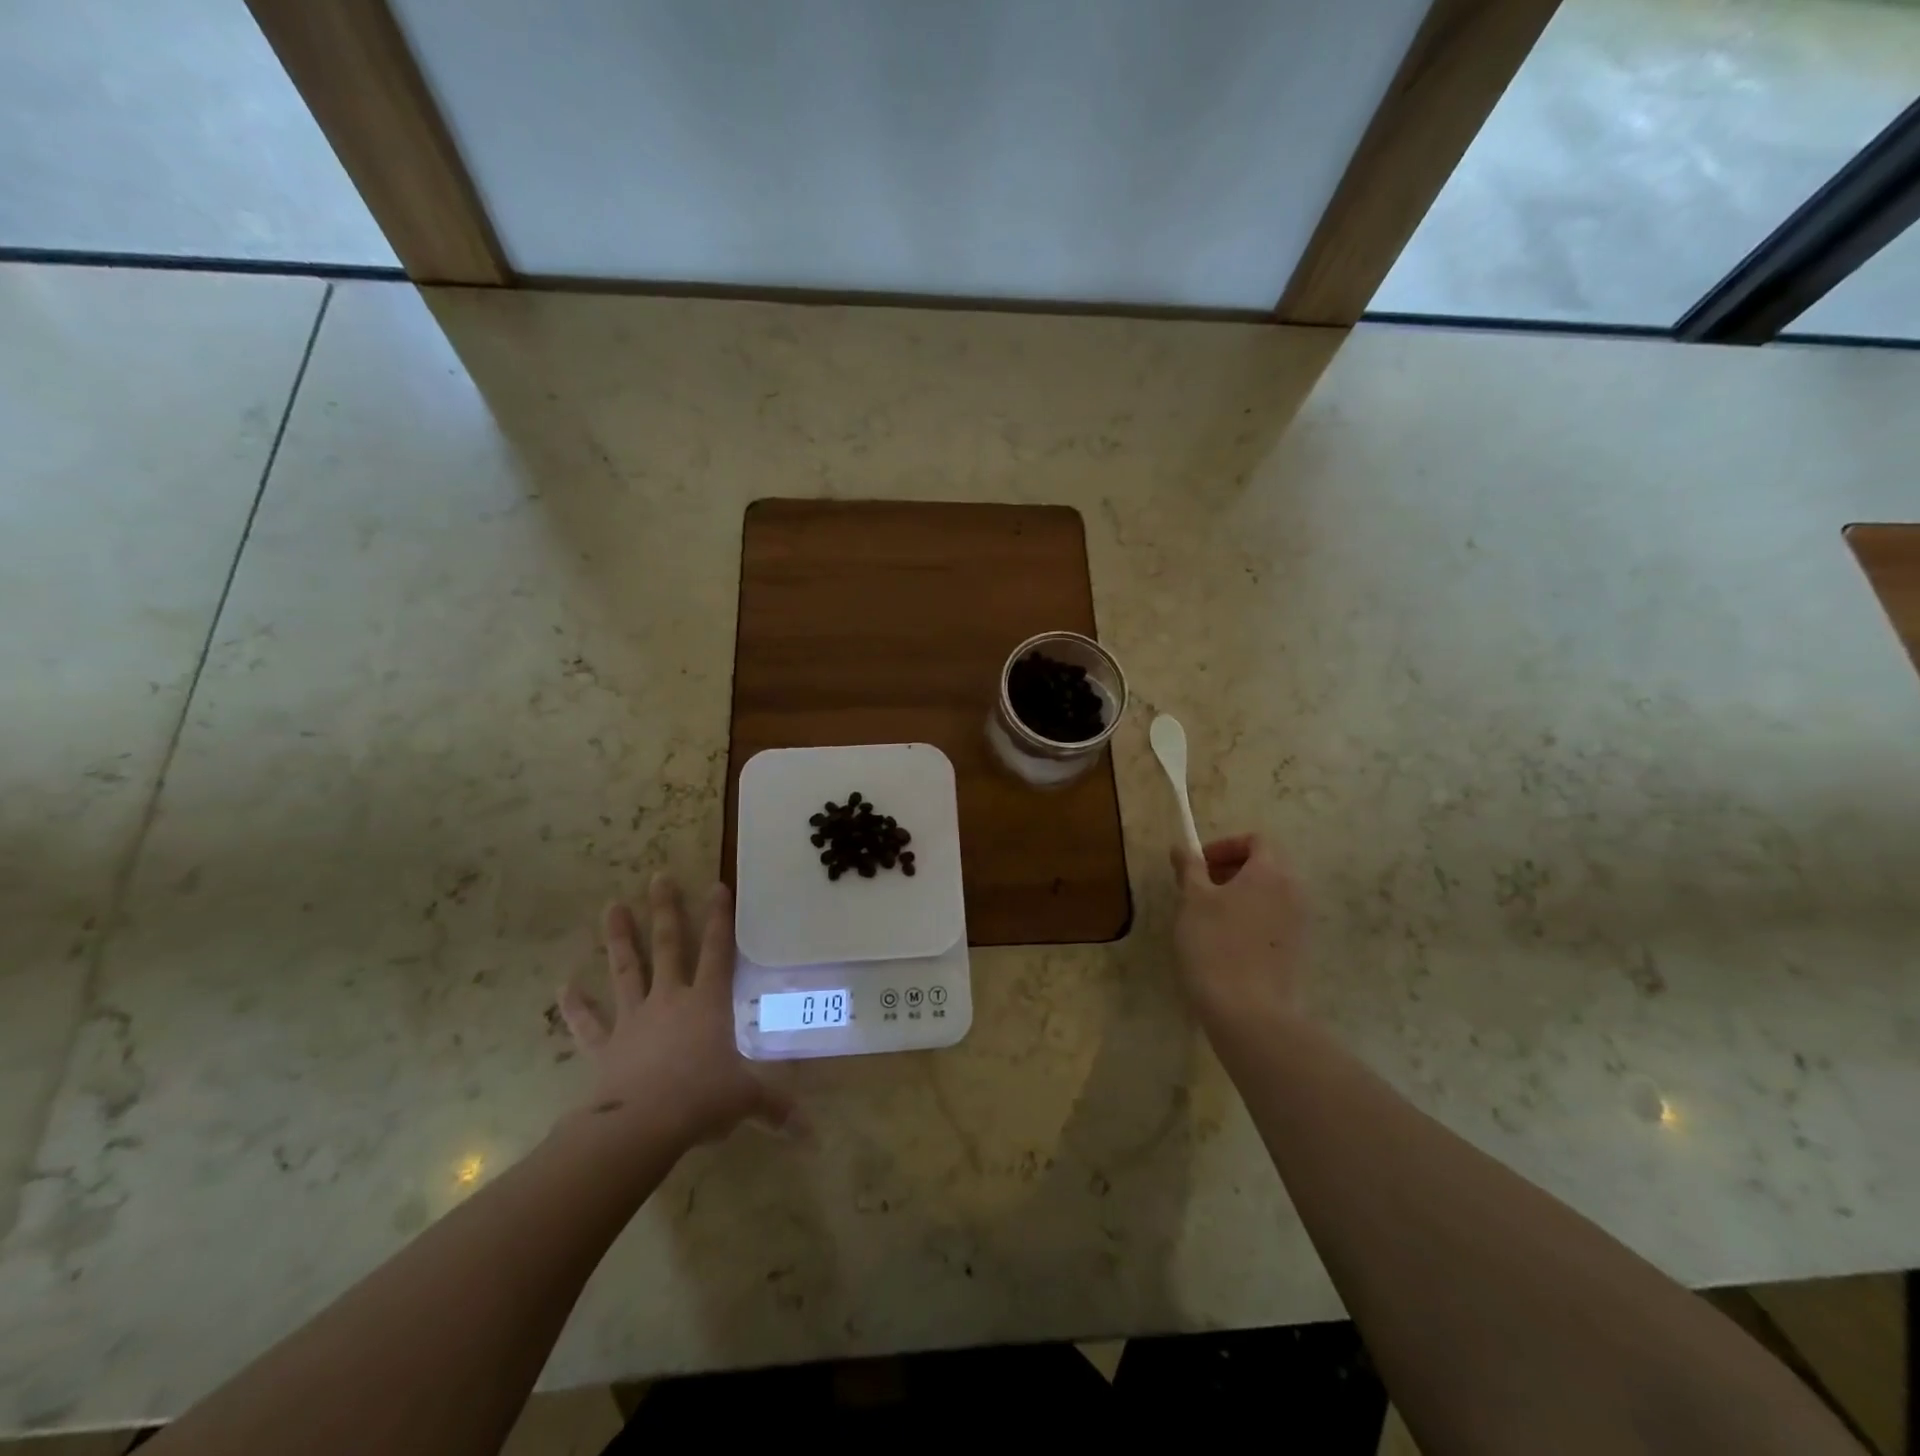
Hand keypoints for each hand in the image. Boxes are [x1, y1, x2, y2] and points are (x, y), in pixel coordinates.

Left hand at [558, 874, 793, 1153]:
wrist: (640, 1127)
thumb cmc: (701, 1100)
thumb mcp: (746, 1099)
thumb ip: (776, 1107)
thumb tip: (811, 1133)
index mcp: (708, 1003)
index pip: (719, 950)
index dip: (720, 917)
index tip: (717, 885)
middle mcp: (670, 1000)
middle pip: (670, 946)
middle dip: (666, 911)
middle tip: (658, 877)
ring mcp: (634, 1019)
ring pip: (627, 969)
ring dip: (619, 938)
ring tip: (612, 906)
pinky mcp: (605, 1046)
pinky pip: (589, 1022)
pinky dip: (575, 1006)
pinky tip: (563, 987)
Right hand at [1170, 834, 1305, 1027]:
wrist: (1249, 1012)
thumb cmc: (1215, 945)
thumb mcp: (1192, 900)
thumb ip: (1189, 868)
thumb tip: (1183, 847)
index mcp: (1271, 872)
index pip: (1256, 840)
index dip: (1225, 846)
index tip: (1198, 865)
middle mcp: (1293, 891)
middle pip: (1266, 865)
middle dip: (1231, 870)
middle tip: (1198, 889)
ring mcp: (1300, 923)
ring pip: (1270, 894)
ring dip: (1240, 895)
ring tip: (1208, 917)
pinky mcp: (1297, 951)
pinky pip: (1274, 920)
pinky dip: (1251, 919)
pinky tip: (1226, 943)